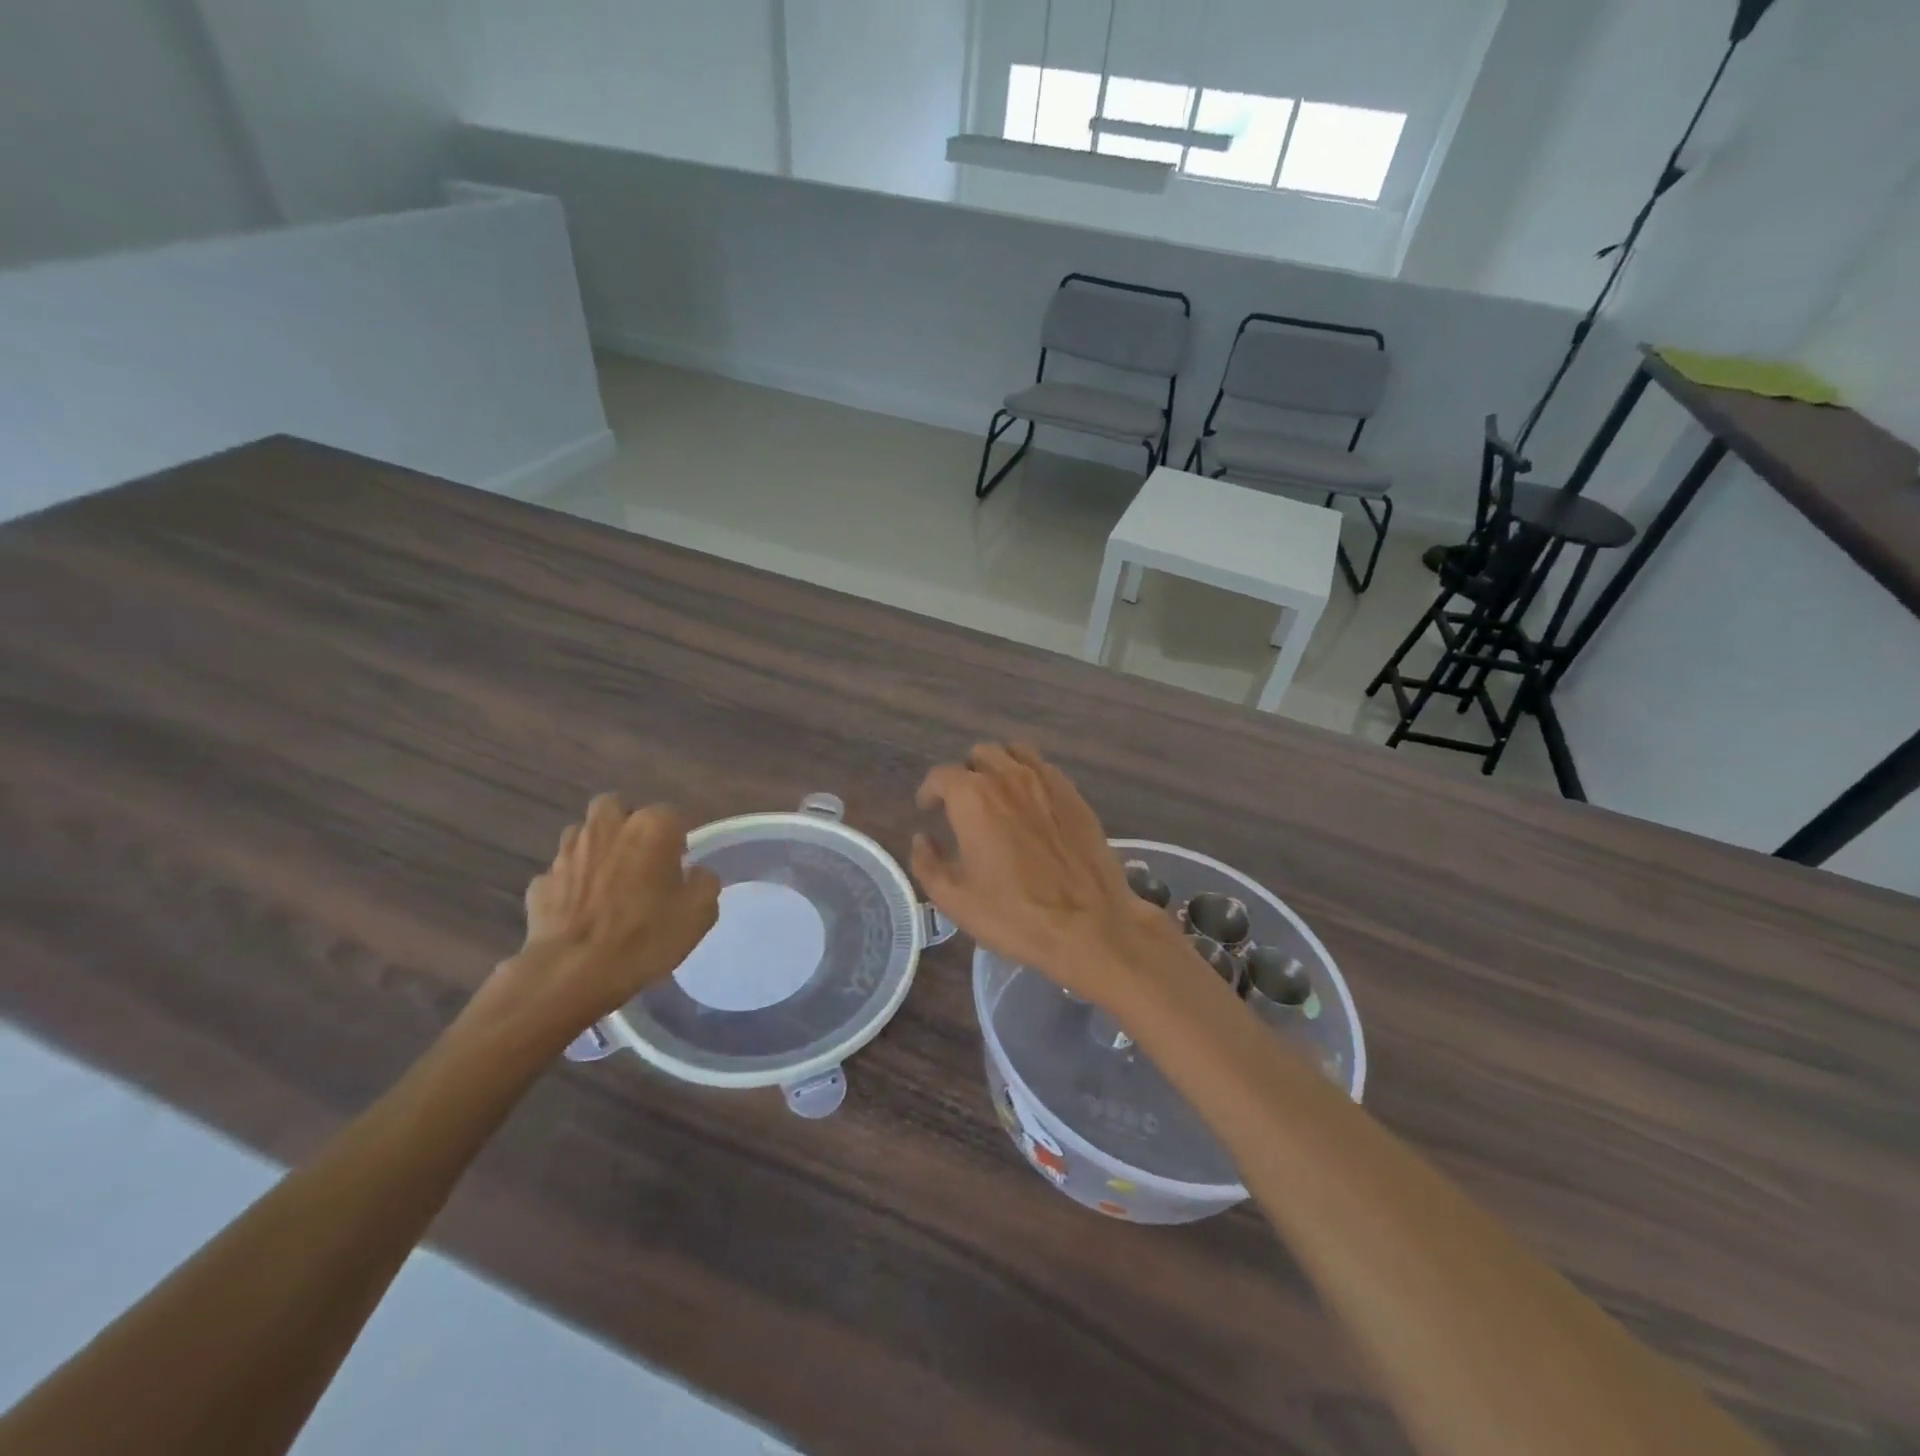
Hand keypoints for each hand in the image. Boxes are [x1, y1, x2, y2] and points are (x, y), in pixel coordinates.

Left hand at [484, 794, 720, 1037]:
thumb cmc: (646, 936)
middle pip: (616, 806)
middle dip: (626, 824)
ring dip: (595, 848)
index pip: (671, 814)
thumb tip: (695, 873)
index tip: (679, 867)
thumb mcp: (699, 913)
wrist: (572, 972)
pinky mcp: (540, 882)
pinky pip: (560, 873)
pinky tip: (579, 909)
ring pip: (582, 833)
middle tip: (639, 858)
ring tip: (607, 881)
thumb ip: (705, 883)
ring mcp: (568, 852)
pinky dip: (570, 883)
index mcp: (651, 827)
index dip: (676, 839)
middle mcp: (607, 828)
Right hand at [910, 744, 1186, 1007]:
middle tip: (961, 805)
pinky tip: (1030, 805)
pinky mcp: (1075, 795)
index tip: (928, 808)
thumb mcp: (954, 899)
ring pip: (1015, 754)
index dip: (930, 791)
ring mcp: (1047, 782)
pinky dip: (1029, 776)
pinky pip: (1045, 769)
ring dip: (998, 767)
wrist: (1089, 925)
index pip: (941, 775)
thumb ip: (927, 862)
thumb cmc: (1014, 915)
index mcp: (973, 797)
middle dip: (965, 775)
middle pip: (979, 756)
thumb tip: (921, 839)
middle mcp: (1009, 777)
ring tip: (996, 796)